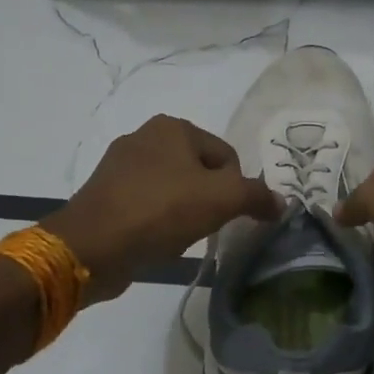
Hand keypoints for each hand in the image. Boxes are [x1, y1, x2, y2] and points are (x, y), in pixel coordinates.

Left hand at [43, 115, 280, 302]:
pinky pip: (147, 203)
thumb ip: (257, 196)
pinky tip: (154, 239)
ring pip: (173, 188)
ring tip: (177, 235)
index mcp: (173, 127)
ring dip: (183, 212)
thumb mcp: (222, 200)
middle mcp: (145, 136)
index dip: (235, 189)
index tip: (225, 216)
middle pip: (200, 171)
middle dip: (208, 200)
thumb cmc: (161, 211)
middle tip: (203, 227)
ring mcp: (119, 165)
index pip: (226, 156)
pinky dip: (157, 220)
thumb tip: (281, 202)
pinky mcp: (105, 193)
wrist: (92, 246)